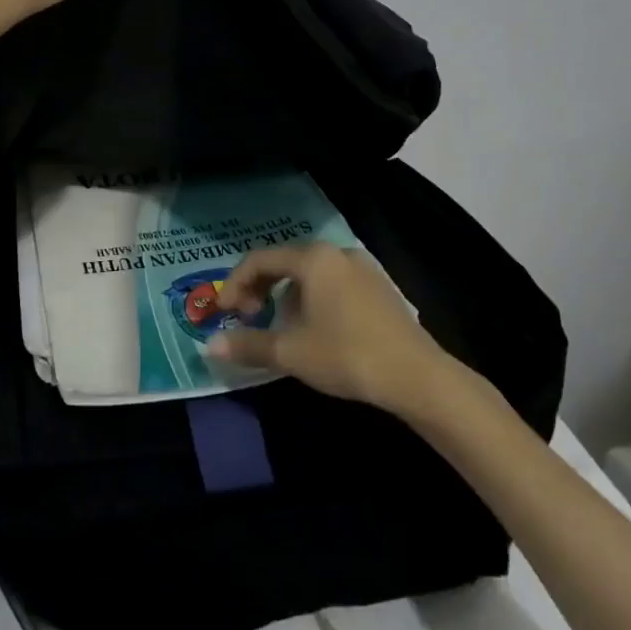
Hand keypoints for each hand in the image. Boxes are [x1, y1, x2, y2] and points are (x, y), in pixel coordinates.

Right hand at [208, 243, 453, 413]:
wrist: (418, 377)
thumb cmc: (347, 355)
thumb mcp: (291, 352)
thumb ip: (249, 344)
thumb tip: (211, 346)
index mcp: (312, 258)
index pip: (259, 259)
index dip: (235, 284)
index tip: (224, 313)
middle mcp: (336, 252)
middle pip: (284, 262)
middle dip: (260, 288)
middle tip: (249, 317)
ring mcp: (362, 267)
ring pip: (310, 274)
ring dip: (286, 296)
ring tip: (281, 328)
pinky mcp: (379, 287)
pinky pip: (332, 283)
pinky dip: (313, 299)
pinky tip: (316, 330)